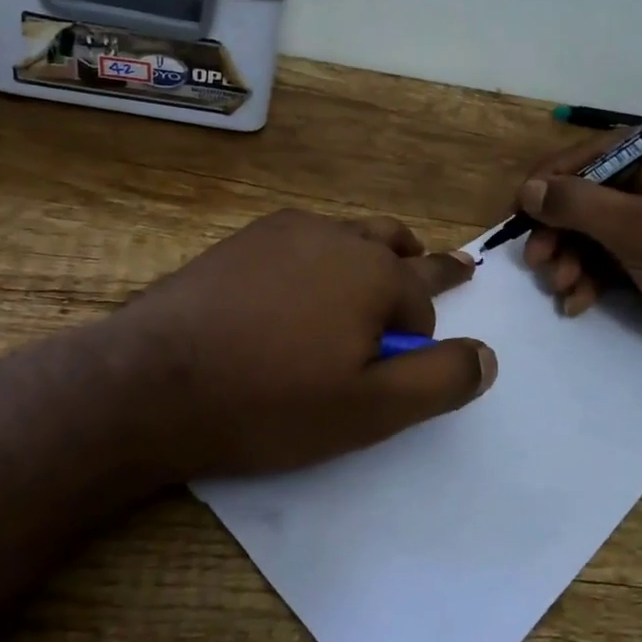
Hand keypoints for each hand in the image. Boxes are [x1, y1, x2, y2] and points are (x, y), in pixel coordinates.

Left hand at [107, 210, 495, 481]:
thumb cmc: (271, 400)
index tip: (405, 361)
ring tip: (377, 263)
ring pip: (347, 234)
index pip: (423, 298)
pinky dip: (318, 253)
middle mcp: (337, 236)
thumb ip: (439, 380)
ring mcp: (284, 231)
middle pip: (393, 245)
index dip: (420, 333)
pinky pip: (301, 239)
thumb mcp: (370, 409)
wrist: (152, 381)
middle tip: (440, 264)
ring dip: (370, 250)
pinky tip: (299, 281)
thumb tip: (488, 355)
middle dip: (419, 261)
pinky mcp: (243, 240)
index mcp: (374, 272)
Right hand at [514, 128, 641, 383]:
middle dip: (561, 230)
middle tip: (536, 261)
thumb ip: (578, 204)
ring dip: (570, 258)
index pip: (595, 153)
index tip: (517, 210)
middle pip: (590, 193)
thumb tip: (528, 189)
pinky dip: (589, 276)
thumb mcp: (639, 231)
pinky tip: (577, 301)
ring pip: (594, 228)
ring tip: (560, 286)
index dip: (552, 180)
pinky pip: (608, 254)